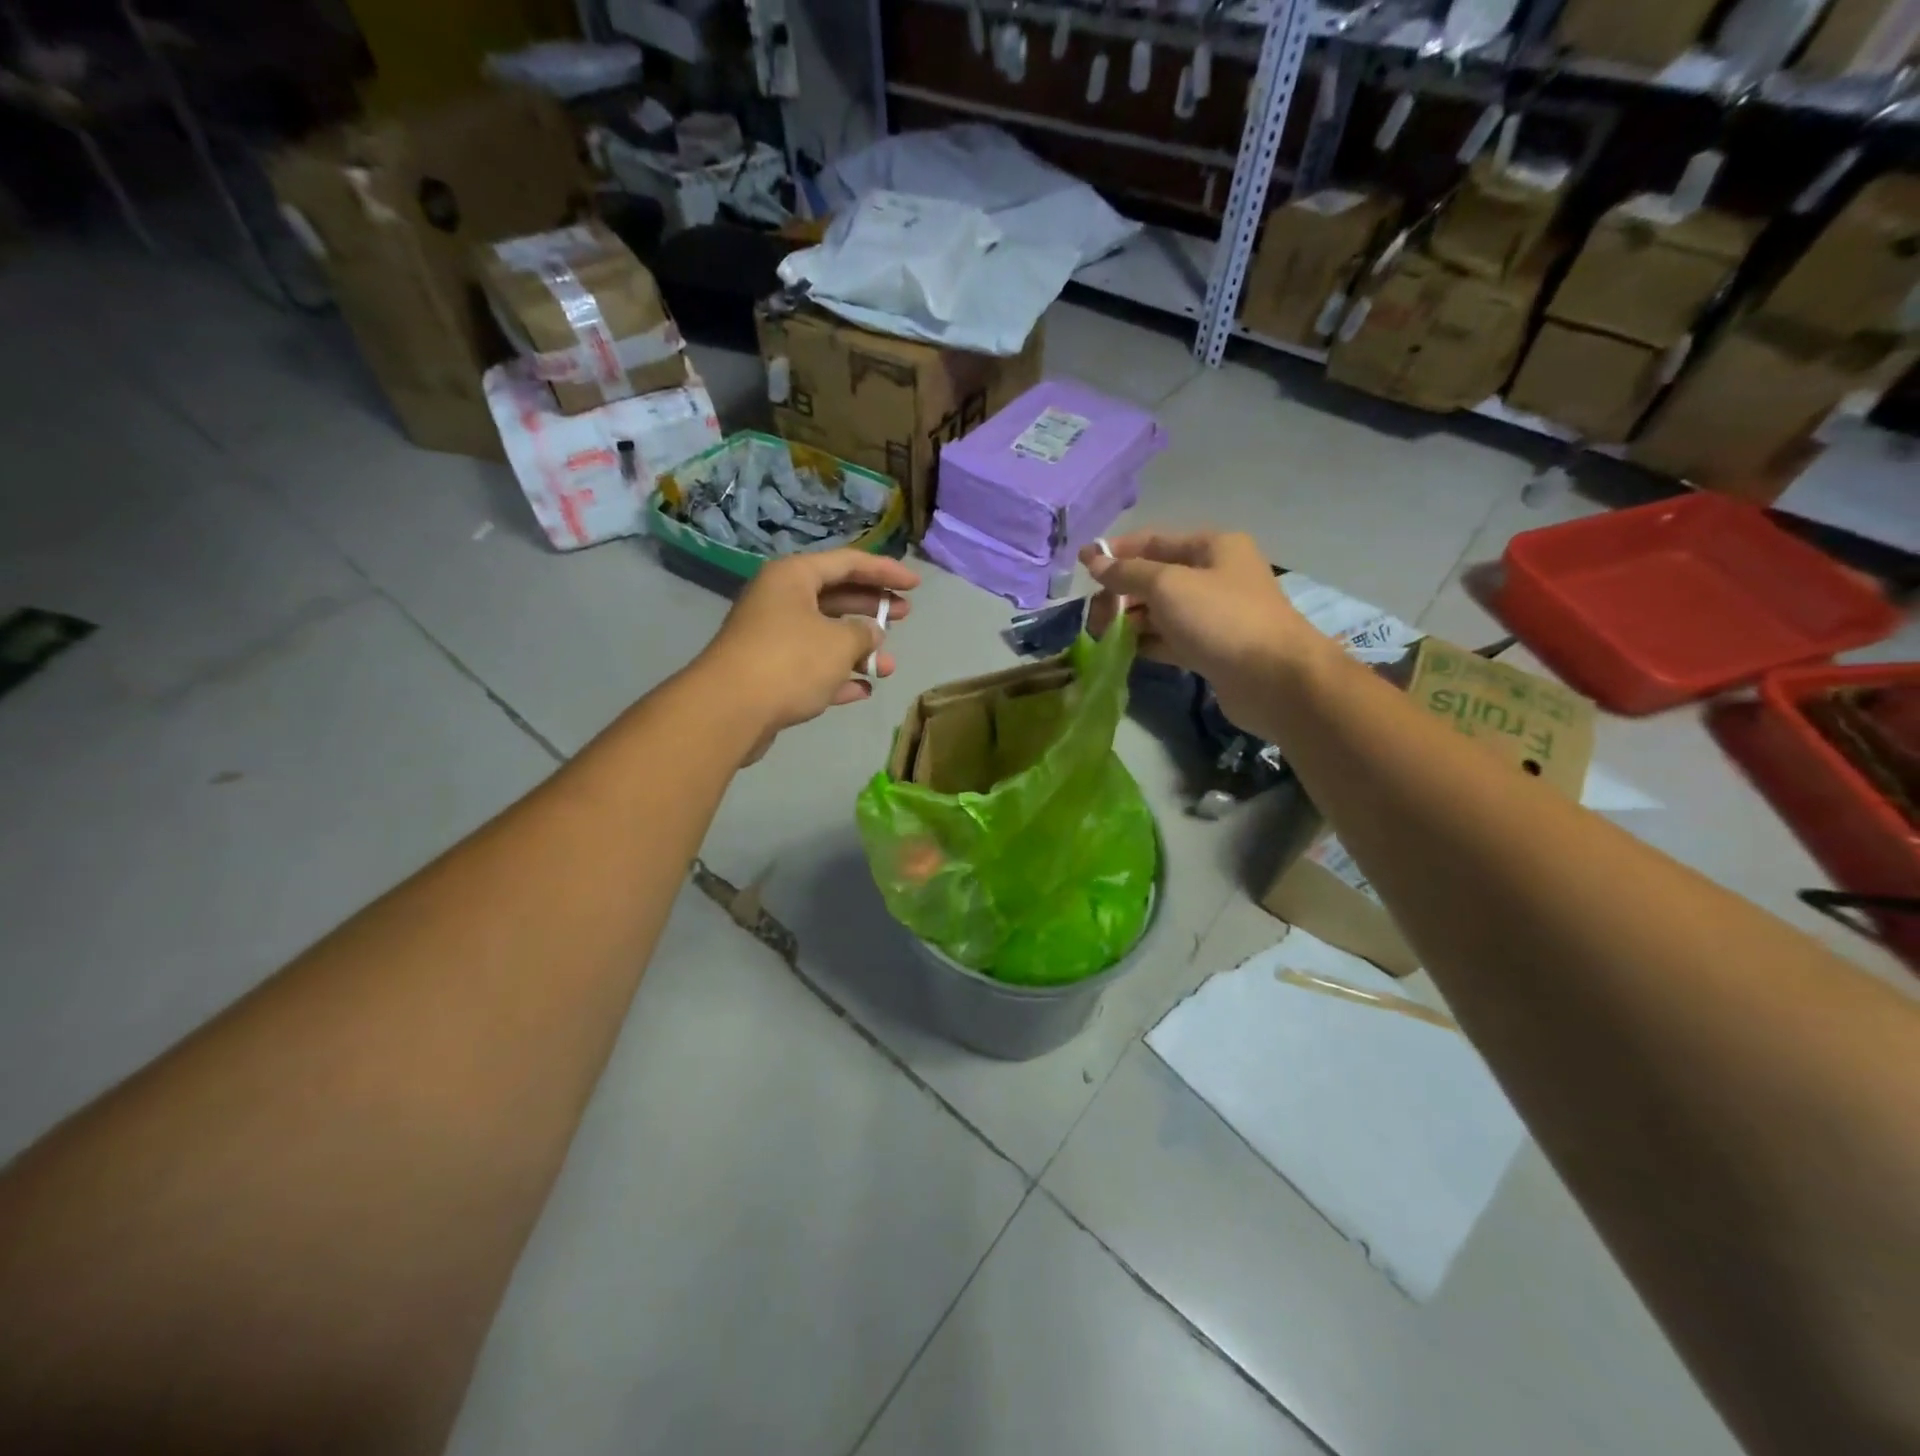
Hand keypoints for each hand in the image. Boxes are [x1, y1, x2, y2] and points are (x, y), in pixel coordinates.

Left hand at [698, 549, 918, 758]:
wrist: (730, 710)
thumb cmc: (790, 661)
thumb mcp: (840, 642)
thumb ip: (864, 633)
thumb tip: (871, 634)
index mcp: (793, 577)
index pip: (848, 563)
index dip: (885, 572)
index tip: (916, 584)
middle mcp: (780, 600)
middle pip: (836, 596)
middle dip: (872, 607)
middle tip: (904, 615)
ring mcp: (772, 637)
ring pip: (825, 635)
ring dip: (859, 650)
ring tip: (889, 667)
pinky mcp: (768, 672)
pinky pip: (811, 667)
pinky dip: (837, 675)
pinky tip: (862, 690)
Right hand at [1081, 530, 1321, 722]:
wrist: (1273, 679)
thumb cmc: (1220, 619)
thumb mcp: (1167, 585)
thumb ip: (1128, 573)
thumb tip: (1095, 562)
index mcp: (1212, 547)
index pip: (1153, 542)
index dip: (1116, 552)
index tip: (1082, 565)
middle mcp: (1215, 576)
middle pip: (1155, 578)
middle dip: (1121, 593)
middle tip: (1094, 615)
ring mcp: (1214, 615)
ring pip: (1161, 612)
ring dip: (1130, 620)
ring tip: (1103, 636)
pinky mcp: (1212, 650)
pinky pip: (1170, 639)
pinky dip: (1147, 643)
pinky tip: (1124, 652)